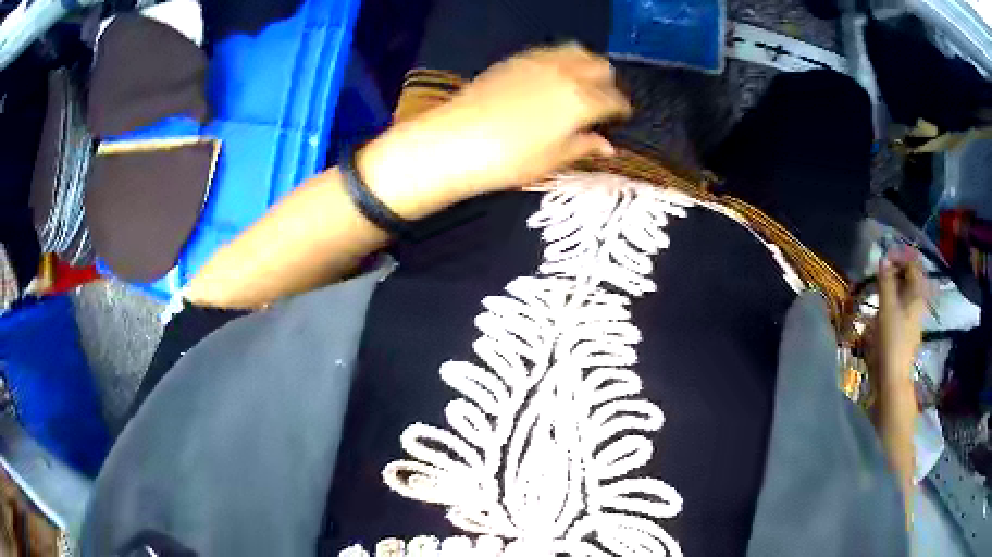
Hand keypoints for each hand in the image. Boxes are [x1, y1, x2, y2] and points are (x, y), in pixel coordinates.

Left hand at [358, 44, 631, 217]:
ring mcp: (539, 62)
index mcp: (582, 101)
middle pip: (600, 67)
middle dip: (606, 83)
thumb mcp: (552, 160)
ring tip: (578, 84)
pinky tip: (550, 76)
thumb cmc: (508, 160)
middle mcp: (566, 73)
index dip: (620, 110)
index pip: (614, 99)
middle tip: (599, 101)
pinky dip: (559, 60)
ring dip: (585, 65)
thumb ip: (584, 146)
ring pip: (576, 51)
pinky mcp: (515, 60)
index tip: (618, 119)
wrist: (454, 142)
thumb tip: (608, 146)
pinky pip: (548, 52)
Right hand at [868, 248, 927, 388]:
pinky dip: (891, 304)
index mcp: (917, 295)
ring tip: (877, 291)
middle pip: (909, 281)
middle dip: (895, 274)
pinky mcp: (905, 333)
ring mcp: (912, 320)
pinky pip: (900, 310)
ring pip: (904, 296)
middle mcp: (917, 305)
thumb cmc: (891, 340)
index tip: (884, 259)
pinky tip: (880, 311)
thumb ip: (885, 281)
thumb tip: (884, 259)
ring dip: (891, 289)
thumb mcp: (887, 307)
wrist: (892, 379)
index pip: (912, 266)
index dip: (900, 258)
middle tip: (879, 274)